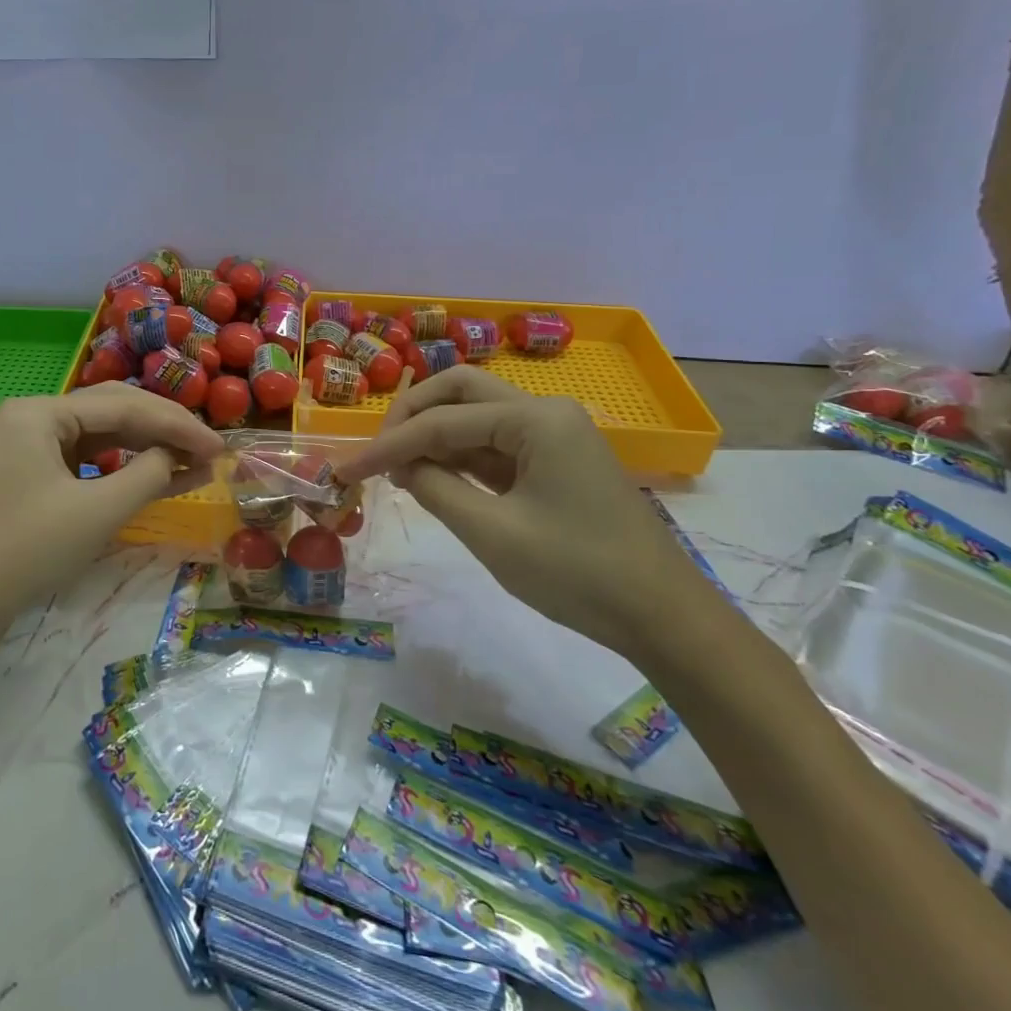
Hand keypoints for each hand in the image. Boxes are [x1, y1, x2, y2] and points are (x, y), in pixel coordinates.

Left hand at [0, 383, 224, 636]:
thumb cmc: (24, 551)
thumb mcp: (97, 512)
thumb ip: (148, 474)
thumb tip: (178, 456)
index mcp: (40, 411)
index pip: (123, 406)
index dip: (177, 425)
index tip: (220, 446)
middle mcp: (33, 418)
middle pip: (113, 413)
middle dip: (164, 431)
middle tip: (210, 451)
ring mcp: (30, 448)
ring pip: (102, 438)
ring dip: (147, 450)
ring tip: (194, 465)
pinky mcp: (32, 478)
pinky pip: (87, 464)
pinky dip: (123, 472)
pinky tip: (157, 480)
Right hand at [338, 367, 708, 655]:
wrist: (664, 619)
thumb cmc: (579, 574)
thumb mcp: (493, 534)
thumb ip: (436, 490)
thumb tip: (401, 466)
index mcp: (536, 419)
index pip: (442, 421)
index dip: (388, 445)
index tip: (346, 470)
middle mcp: (544, 412)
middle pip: (460, 391)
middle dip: (412, 416)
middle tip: (379, 453)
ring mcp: (553, 435)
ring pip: (476, 416)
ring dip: (434, 435)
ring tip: (395, 471)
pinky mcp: (554, 461)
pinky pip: (495, 444)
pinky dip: (459, 456)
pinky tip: (431, 477)